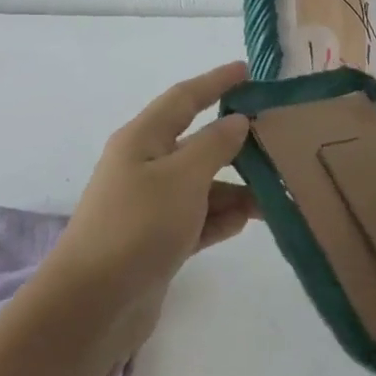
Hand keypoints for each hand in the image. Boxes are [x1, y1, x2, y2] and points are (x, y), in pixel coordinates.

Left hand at [47, 61, 259, 355]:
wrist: (94, 304)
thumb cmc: (137, 226)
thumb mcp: (182, 177)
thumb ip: (215, 145)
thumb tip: (238, 121)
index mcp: (143, 139)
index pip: (184, 98)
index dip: (216, 82)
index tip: (249, 71)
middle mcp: (146, 166)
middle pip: (198, 144)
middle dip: (237, 144)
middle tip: (280, 141)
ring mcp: (151, 206)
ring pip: (203, 185)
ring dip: (237, 188)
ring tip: (277, 193)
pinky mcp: (159, 241)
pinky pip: (199, 219)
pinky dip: (222, 218)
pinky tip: (248, 222)